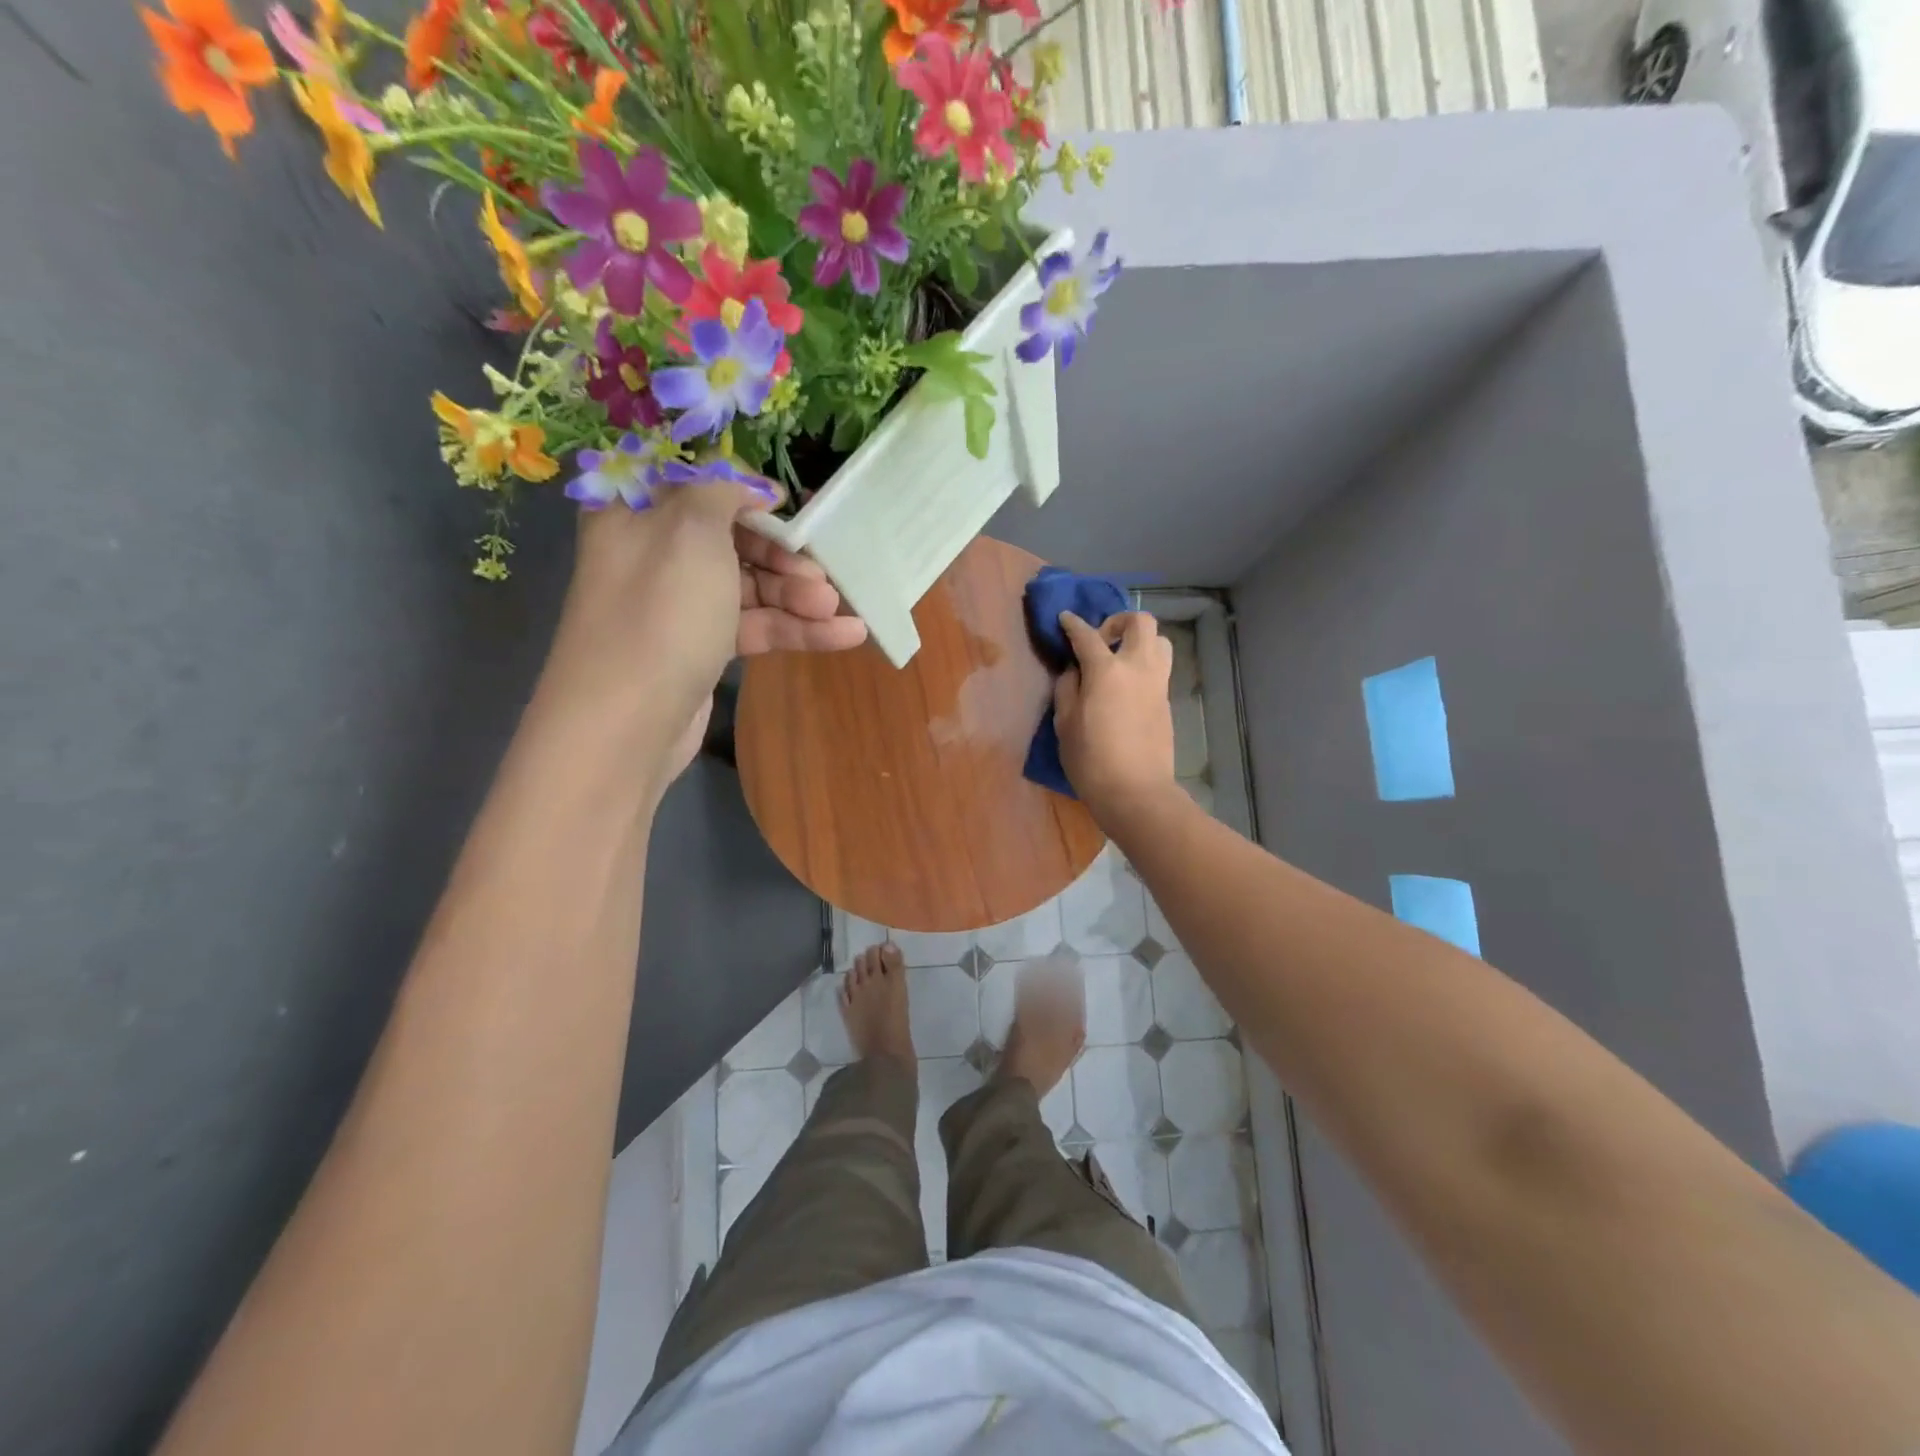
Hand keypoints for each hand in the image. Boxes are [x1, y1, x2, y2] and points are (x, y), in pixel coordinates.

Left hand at [542, 482, 867, 779]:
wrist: (629, 721)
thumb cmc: (661, 610)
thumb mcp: (692, 529)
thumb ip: (723, 492)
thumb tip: (751, 486)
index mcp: (637, 513)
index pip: (695, 486)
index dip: (743, 491)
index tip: (788, 505)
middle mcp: (655, 554)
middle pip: (731, 539)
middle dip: (782, 555)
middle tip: (822, 574)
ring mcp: (680, 606)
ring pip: (748, 587)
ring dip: (795, 596)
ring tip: (838, 610)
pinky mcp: (702, 649)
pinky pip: (753, 626)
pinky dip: (795, 629)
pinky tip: (844, 635)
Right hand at [1053, 610, 1176, 814]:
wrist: (1135, 792)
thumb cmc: (1091, 760)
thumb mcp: (1065, 723)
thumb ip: (1067, 689)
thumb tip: (1074, 672)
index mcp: (1106, 670)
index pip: (1086, 635)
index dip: (1073, 624)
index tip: (1065, 619)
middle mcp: (1137, 668)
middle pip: (1140, 622)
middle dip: (1119, 621)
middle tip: (1102, 640)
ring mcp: (1157, 684)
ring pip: (1160, 642)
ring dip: (1140, 641)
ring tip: (1120, 660)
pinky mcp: (1167, 702)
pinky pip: (1160, 669)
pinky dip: (1144, 666)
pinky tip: (1127, 688)